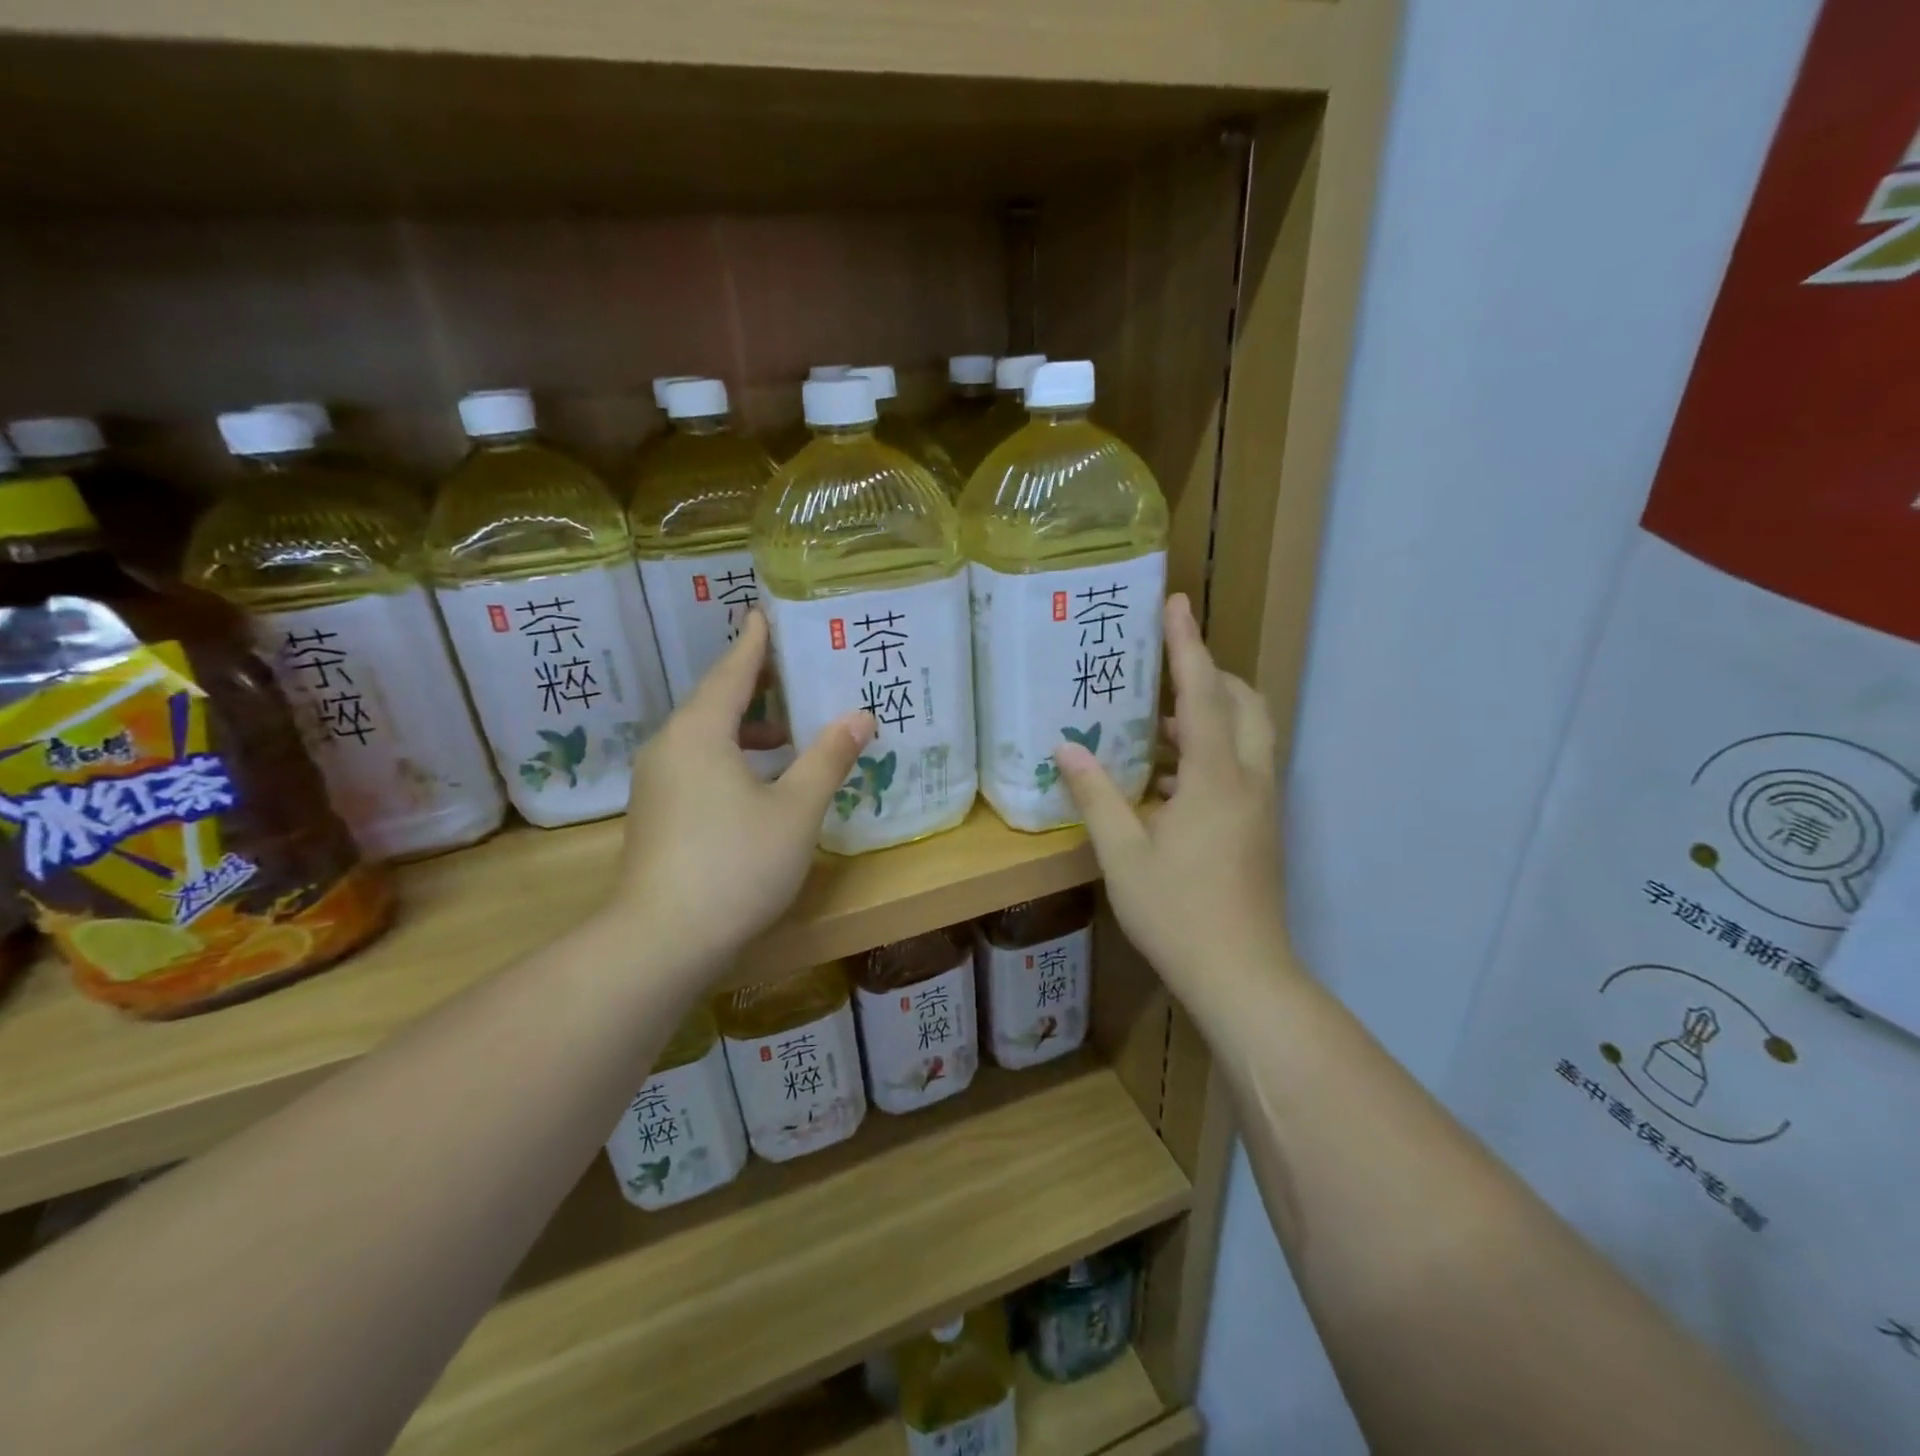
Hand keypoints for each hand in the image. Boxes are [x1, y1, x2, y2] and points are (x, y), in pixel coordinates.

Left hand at [608, 612, 873, 971]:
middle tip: (797, 668)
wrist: (661, 940)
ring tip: (791, 730)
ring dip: (748, 727)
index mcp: (700, 731)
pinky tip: (762, 780)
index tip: (766, 612)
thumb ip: (828, 758)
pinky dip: (733, 756)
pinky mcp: (658, 813)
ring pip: (707, 736)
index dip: (755, 641)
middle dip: (757, 684)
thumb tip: (860, 715)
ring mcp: (658, 781)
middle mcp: (670, 746)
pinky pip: (699, 763)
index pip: (733, 670)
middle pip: (716, 700)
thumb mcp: (796, 809)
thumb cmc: (736, 863)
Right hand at [1054, 594, 1288, 1006]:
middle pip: (1244, 704)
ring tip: (1157, 723)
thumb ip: (1096, 795)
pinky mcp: (1261, 828)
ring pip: (1248, 736)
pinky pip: (1241, 767)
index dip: (1187, 645)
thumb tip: (1066, 748)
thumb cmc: (1178, 912)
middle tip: (1165, 670)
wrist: (1243, 976)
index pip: (1203, 693)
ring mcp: (1262, 805)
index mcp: (1217, 777)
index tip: (1175, 602)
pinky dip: (1211, 754)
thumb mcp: (1123, 854)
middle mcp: (1250, 780)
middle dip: (1210, 676)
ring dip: (1210, 716)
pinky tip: (1164, 781)